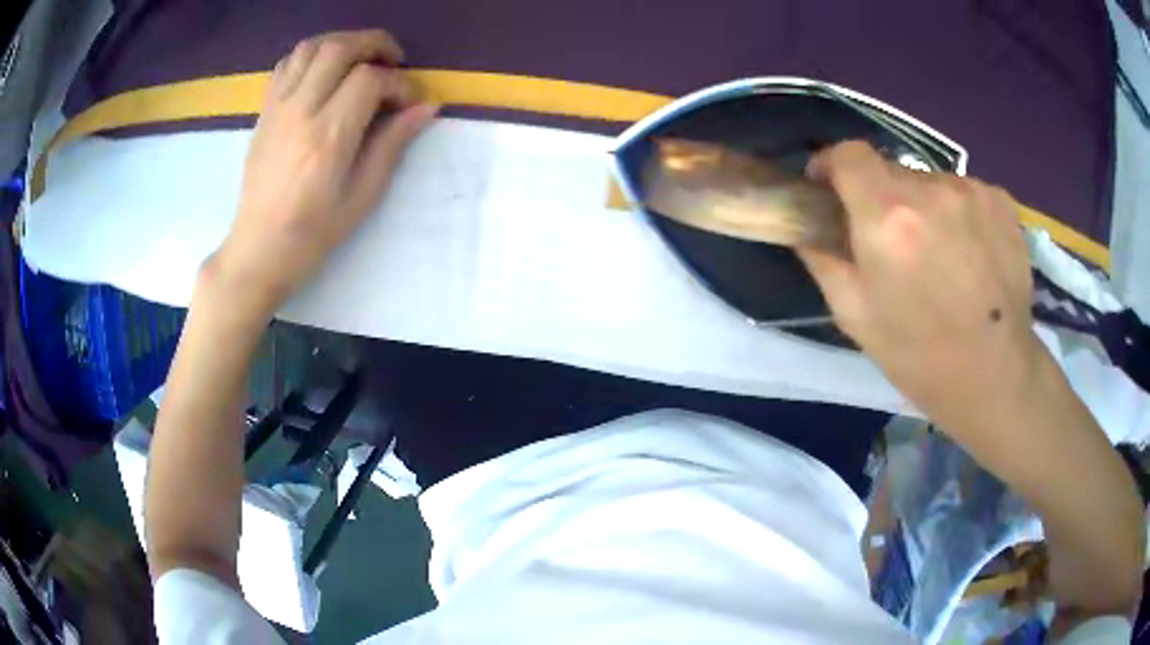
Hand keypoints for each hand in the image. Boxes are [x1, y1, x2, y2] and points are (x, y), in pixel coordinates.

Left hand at [207, 30, 438, 318]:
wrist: (258, 248)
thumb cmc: (314, 232)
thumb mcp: (363, 196)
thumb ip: (392, 144)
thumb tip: (427, 107)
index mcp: (328, 137)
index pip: (370, 80)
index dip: (399, 83)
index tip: (409, 103)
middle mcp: (300, 112)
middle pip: (340, 48)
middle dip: (375, 44)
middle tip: (393, 61)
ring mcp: (277, 108)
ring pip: (311, 47)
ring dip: (343, 42)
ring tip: (360, 59)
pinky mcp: (264, 112)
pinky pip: (287, 64)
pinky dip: (312, 55)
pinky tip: (325, 72)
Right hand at [797, 142, 1039, 422]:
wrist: (995, 376)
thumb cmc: (919, 355)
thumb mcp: (854, 316)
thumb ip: (823, 258)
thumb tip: (807, 225)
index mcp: (887, 217)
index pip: (849, 153)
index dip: (833, 164)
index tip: (830, 189)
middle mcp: (930, 190)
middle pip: (891, 171)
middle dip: (881, 197)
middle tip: (891, 242)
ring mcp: (971, 191)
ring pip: (930, 183)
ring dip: (923, 207)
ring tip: (937, 254)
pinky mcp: (1000, 201)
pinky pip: (964, 192)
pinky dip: (956, 212)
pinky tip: (968, 253)